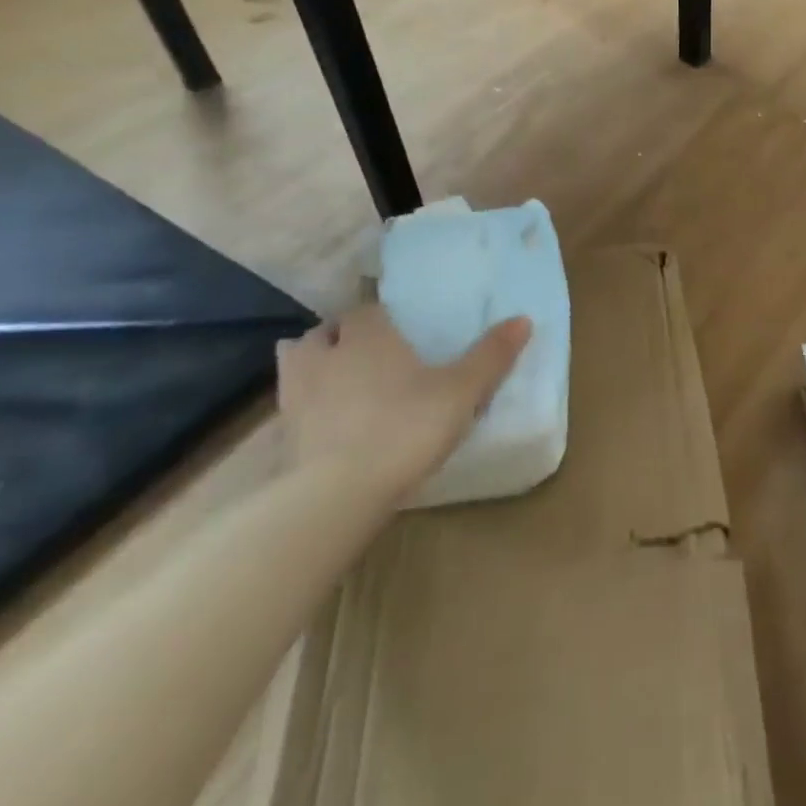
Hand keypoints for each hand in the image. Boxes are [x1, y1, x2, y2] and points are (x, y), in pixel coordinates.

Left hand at [275, 305, 531, 504]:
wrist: (337, 495)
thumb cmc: (405, 427)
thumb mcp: (462, 391)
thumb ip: (491, 355)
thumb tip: (523, 319)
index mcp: (368, 337)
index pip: (366, 311)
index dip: (379, 316)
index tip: (397, 328)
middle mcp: (326, 357)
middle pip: (322, 333)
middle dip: (338, 336)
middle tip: (364, 350)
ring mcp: (296, 397)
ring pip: (295, 364)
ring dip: (312, 365)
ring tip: (337, 380)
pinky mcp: (281, 437)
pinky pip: (290, 407)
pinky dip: (303, 407)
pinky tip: (325, 423)